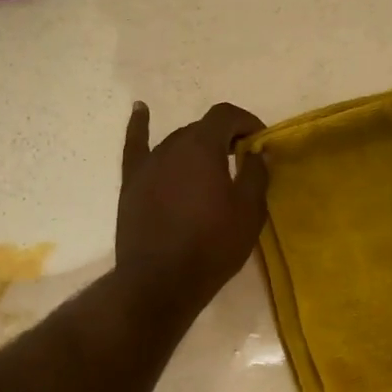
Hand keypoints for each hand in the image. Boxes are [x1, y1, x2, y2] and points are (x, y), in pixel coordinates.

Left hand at [115, 101, 268, 315]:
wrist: (160, 281)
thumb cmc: (211, 246)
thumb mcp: (249, 212)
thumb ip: (256, 174)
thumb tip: (257, 151)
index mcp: (202, 146)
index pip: (226, 115)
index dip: (246, 121)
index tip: (260, 142)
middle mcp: (172, 145)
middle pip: (202, 129)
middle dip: (224, 138)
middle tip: (241, 160)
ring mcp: (148, 163)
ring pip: (177, 142)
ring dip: (196, 146)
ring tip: (210, 165)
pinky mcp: (131, 182)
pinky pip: (136, 146)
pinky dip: (139, 125)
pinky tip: (140, 109)